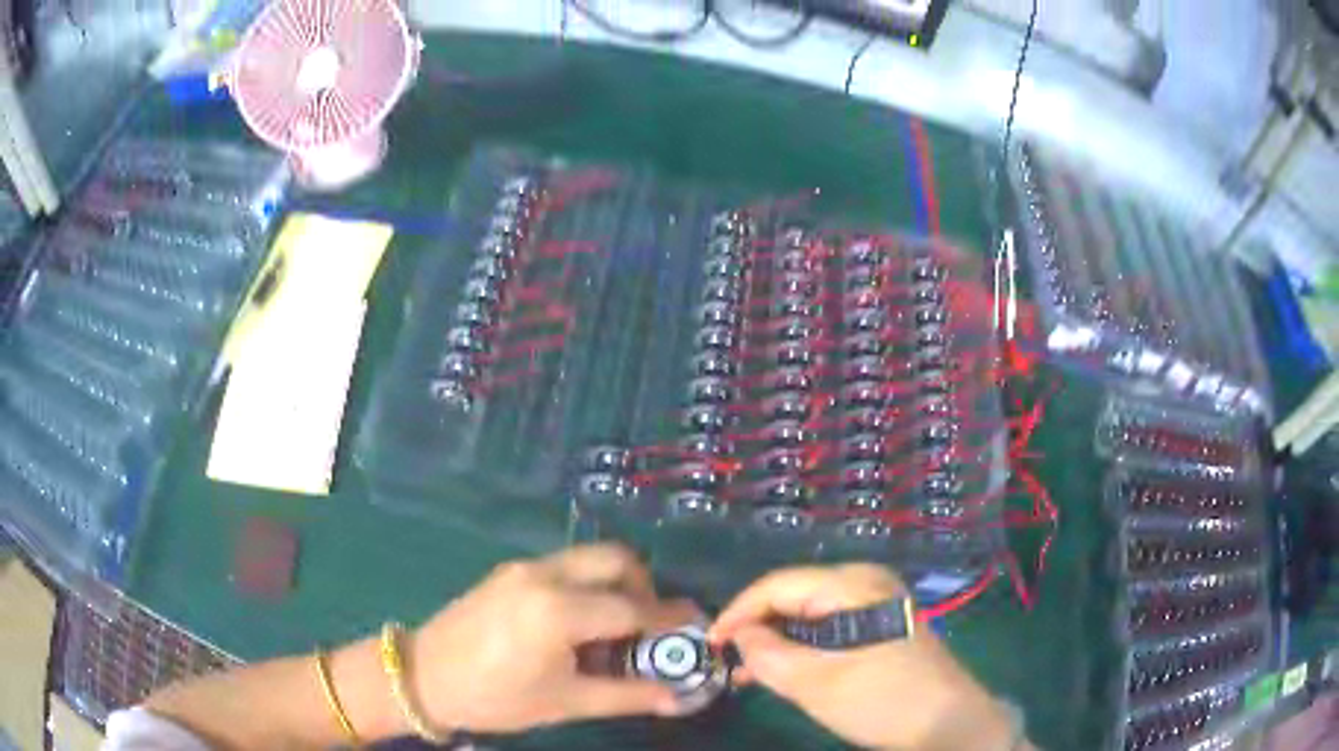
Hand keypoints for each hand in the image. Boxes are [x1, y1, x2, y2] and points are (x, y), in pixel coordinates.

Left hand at [409, 544, 699, 733]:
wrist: (423, 676)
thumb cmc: (496, 697)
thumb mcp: (566, 702)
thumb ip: (628, 696)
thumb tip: (678, 697)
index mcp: (558, 611)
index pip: (633, 609)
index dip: (670, 618)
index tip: (696, 624)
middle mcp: (545, 575)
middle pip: (616, 559)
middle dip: (645, 586)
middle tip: (651, 624)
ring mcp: (524, 567)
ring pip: (589, 557)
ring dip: (616, 582)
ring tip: (617, 626)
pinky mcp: (509, 570)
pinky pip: (565, 565)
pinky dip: (588, 583)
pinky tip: (580, 621)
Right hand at [710, 564, 1017, 750]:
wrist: (947, 722)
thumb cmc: (882, 700)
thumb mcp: (817, 683)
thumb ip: (769, 655)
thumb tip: (740, 636)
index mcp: (853, 584)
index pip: (779, 585)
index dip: (738, 612)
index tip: (709, 642)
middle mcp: (866, 582)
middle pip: (795, 595)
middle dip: (758, 627)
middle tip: (726, 660)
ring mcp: (877, 603)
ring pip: (810, 613)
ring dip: (778, 641)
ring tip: (745, 672)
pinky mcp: (882, 625)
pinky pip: (830, 627)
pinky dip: (803, 647)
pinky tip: (782, 670)